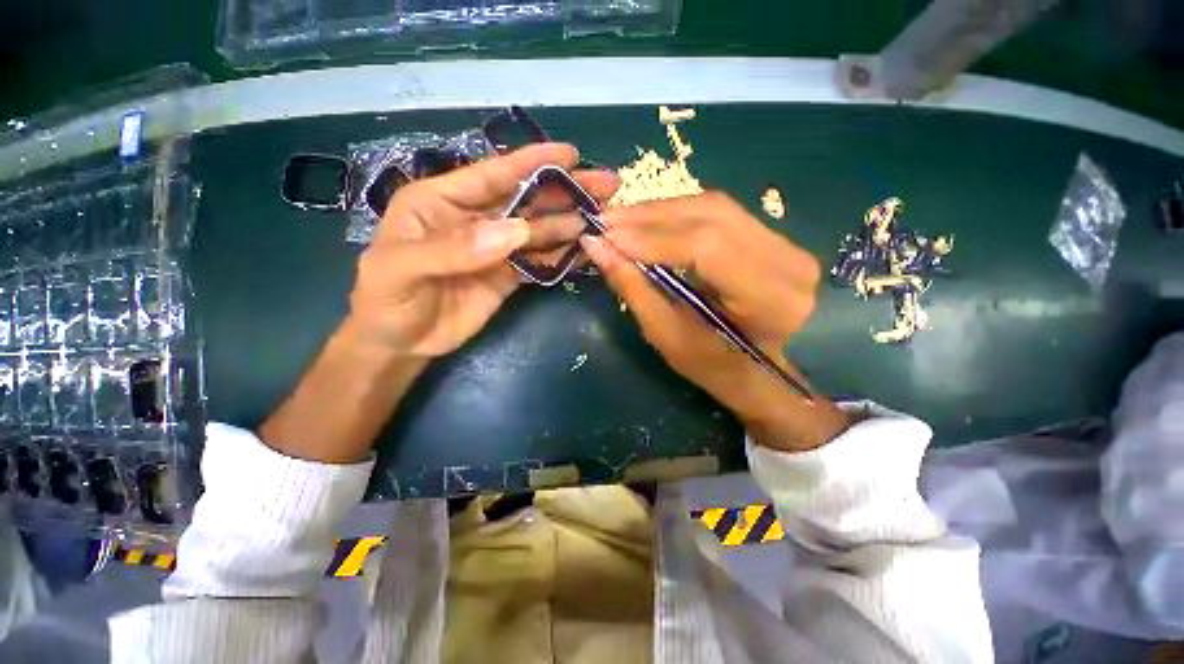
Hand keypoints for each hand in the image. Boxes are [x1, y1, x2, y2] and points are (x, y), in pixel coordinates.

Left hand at [260, 144, 615, 461]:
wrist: (400, 343)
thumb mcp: (403, 269)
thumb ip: (453, 248)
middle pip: (526, 200)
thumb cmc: (387, 300)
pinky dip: (562, 254)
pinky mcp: (508, 274)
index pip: (493, 174)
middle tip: (605, 185)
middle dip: (565, 191)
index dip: (532, 162)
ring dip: (570, 223)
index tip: (570, 154)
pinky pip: (539, 260)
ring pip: (538, 230)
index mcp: (443, 201)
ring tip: (604, 217)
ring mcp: (495, 249)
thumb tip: (515, 232)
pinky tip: (585, 248)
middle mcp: (475, 219)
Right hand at [580, 192, 849, 452]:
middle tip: (605, 221)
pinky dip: (677, 215)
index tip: (604, 237)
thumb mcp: (667, 335)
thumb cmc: (714, 368)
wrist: (763, 374)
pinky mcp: (775, 237)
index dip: (650, 237)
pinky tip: (648, 221)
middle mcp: (788, 261)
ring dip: (660, 211)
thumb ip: (633, 288)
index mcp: (769, 300)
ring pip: (713, 207)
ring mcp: (787, 243)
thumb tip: (596, 246)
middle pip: (710, 215)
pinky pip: (719, 213)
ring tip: (620, 220)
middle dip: (649, 216)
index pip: (705, 246)